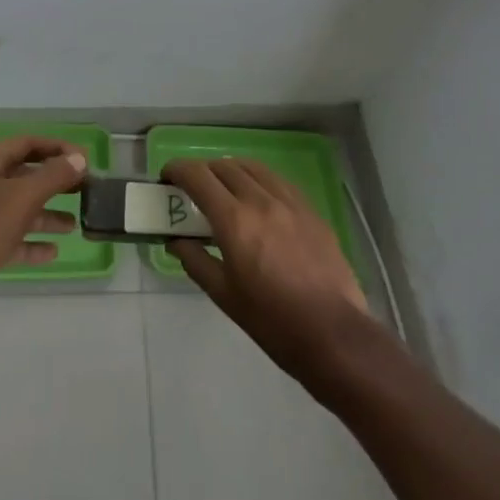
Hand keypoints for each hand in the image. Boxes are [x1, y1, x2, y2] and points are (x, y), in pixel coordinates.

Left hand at [0, 136, 86, 327]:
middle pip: (25, 176)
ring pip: (20, 209)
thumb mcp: (19, 199)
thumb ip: (52, 177)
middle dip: (55, 181)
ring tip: (76, 224)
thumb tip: (80, 159)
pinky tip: (54, 252)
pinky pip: (13, 239)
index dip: (56, 147)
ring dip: (47, 214)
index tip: (85, 160)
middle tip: (86, 190)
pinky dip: (32, 243)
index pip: (27, 144)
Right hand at [164, 157, 372, 390]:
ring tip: (224, 189)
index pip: (198, 176)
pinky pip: (278, 181)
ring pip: (253, 167)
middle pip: (224, 166)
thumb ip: (195, 261)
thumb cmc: (271, 320)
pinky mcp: (310, 210)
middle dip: (202, 171)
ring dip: (231, 171)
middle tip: (193, 189)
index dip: (177, 170)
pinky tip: (258, 198)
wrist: (333, 333)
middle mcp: (260, 200)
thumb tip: (175, 241)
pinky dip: (259, 180)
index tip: (167, 178)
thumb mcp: (224, 295)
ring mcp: (289, 202)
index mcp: (234, 220)